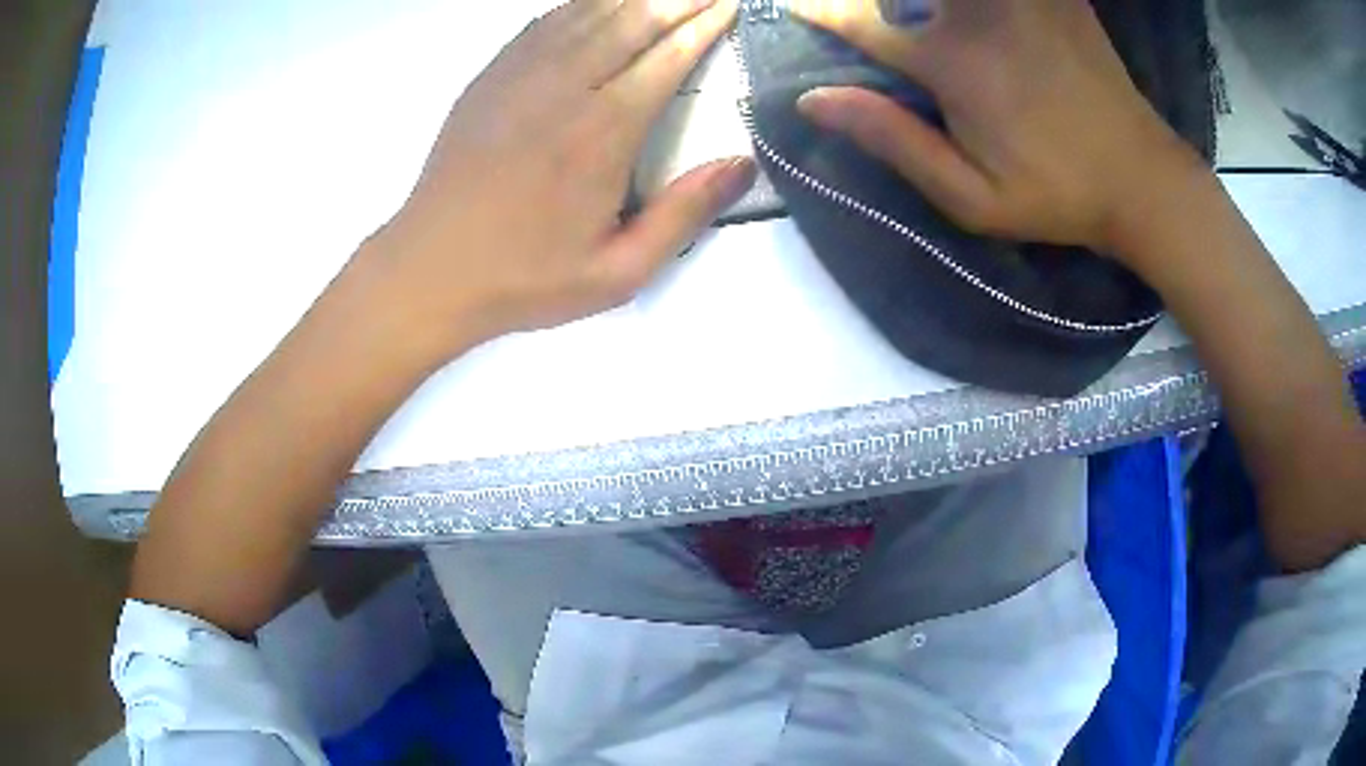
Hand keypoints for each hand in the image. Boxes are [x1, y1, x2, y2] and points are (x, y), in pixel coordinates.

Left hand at [363, 0, 751, 362]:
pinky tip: (597, 2)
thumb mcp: (618, 272)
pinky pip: (542, 25)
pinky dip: (578, 5)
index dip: (702, 27)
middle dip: (676, 0)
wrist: (431, 270)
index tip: (727, 7)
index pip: (666, 59)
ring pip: (587, 14)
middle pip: (631, 22)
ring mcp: (520, 77)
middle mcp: (565, 89)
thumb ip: (683, 216)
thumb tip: (742, 165)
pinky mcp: (490, 79)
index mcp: (603, 134)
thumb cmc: (526, 276)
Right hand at [789, 0, 1205, 265]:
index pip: (863, 22)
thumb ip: (894, 142)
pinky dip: (972, 0)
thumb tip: (813, 100)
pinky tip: (979, 16)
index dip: (823, 12)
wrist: (1141, 177)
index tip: (797, 6)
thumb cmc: (1056, 195)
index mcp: (951, 62)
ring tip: (914, 15)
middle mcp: (976, 12)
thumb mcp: (971, 199)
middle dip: (873, 1)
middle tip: (865, 14)